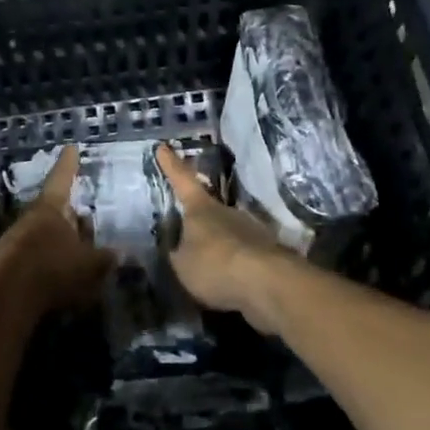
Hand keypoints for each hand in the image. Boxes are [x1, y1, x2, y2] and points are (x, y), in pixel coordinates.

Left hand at [0, 144, 112, 318]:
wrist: (4, 298)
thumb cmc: (52, 269)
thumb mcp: (89, 265)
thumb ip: (106, 259)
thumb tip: (121, 253)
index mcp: (51, 207)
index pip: (62, 178)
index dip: (69, 164)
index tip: (71, 148)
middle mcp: (31, 218)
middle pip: (54, 209)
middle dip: (70, 215)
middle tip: (86, 220)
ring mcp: (16, 241)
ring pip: (44, 234)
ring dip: (60, 242)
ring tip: (79, 255)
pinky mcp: (7, 265)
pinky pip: (35, 257)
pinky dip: (49, 262)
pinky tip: (61, 277)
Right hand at [155, 144, 302, 333]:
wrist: (266, 283)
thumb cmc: (214, 265)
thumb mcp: (182, 264)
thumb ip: (178, 253)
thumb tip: (179, 247)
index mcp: (201, 208)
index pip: (182, 180)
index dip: (171, 164)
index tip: (163, 146)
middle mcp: (227, 211)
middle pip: (208, 209)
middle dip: (197, 220)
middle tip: (185, 233)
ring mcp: (251, 229)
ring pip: (227, 233)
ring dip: (217, 246)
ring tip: (206, 267)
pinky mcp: (266, 252)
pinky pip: (242, 255)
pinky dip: (233, 265)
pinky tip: (227, 282)